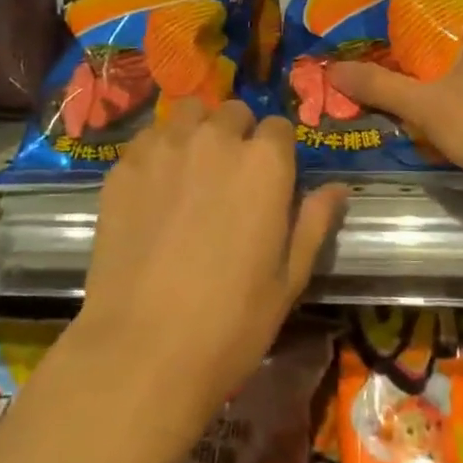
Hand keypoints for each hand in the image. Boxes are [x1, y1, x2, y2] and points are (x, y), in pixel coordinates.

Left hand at [77, 100, 345, 432]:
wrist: (142, 350)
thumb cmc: (231, 322)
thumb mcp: (289, 278)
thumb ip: (313, 222)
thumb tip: (337, 188)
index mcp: (264, 162)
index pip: (279, 127)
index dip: (277, 151)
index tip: (270, 179)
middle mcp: (216, 139)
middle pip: (233, 112)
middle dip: (238, 135)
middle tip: (229, 177)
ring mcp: (166, 147)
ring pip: (188, 112)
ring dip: (196, 130)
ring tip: (191, 168)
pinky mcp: (125, 165)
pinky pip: (149, 138)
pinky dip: (158, 150)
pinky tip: (154, 187)